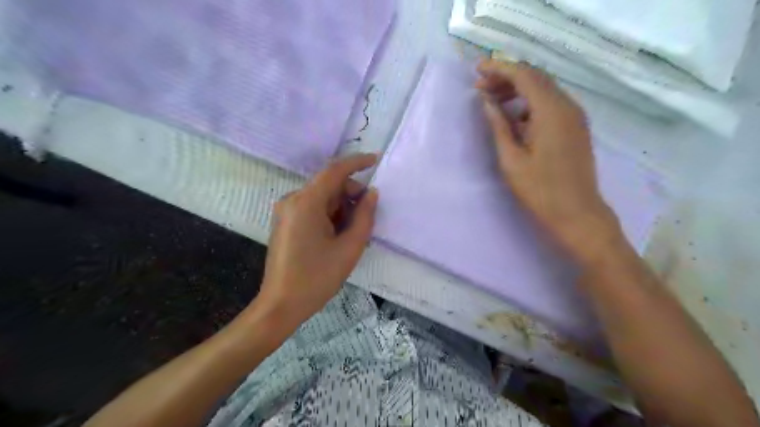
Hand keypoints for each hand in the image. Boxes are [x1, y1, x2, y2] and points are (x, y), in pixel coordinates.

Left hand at [256, 155, 380, 327]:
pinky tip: (337, 235)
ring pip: (322, 197)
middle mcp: (292, 200)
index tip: (376, 160)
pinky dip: (330, 214)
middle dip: (351, 194)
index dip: (357, 162)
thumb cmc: (317, 278)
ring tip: (353, 233)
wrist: (281, 305)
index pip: (335, 171)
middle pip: (329, 184)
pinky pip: (313, 208)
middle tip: (367, 217)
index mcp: (306, 203)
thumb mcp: (350, 247)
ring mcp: (286, 210)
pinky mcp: (285, 221)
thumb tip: (372, 194)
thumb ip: (364, 216)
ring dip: (341, 207)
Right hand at [474, 58, 623, 260]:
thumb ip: (499, 126)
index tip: (477, 69)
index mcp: (551, 111)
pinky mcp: (575, 127)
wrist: (577, 214)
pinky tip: (514, 115)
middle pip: (536, 77)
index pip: (524, 75)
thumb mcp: (511, 159)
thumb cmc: (540, 190)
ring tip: (493, 99)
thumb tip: (487, 102)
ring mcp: (575, 116)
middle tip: (481, 86)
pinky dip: (530, 102)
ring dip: (518, 88)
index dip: (499, 68)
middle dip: (507, 76)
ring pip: (544, 89)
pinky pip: (551, 103)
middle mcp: (567, 106)